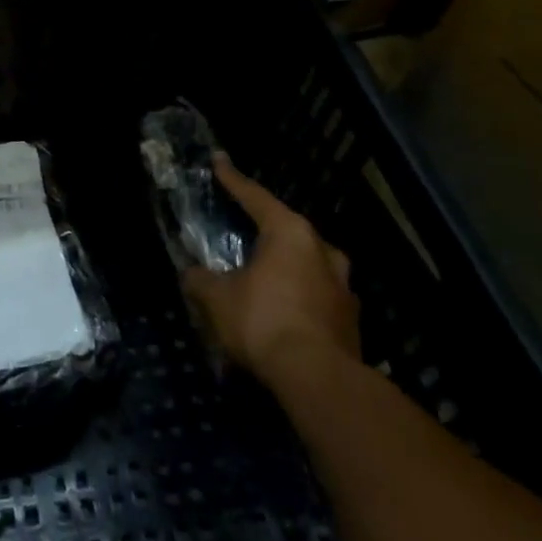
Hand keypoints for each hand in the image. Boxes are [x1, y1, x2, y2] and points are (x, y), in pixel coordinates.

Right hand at [182, 154, 361, 396]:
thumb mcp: (217, 298)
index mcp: (290, 232)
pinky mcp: (350, 319)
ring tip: (265, 277)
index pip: (254, 196)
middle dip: (266, 230)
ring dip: (287, 267)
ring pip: (308, 264)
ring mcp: (342, 286)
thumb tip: (191, 275)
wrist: (319, 380)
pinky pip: (317, 296)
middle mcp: (322, 250)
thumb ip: (200, 280)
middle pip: (288, 229)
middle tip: (244, 231)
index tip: (218, 160)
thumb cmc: (264, 321)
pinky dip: (299, 297)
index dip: (232, 179)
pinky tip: (283, 313)